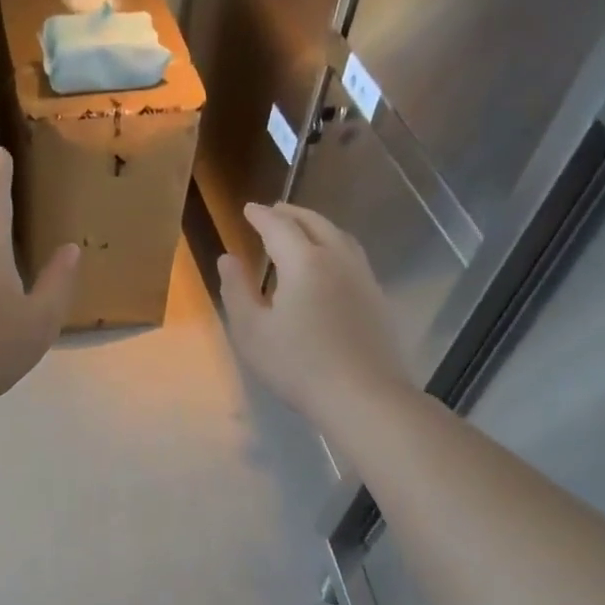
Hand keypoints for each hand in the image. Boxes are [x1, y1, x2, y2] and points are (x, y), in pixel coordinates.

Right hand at [219, 202, 406, 420]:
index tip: (248, 209)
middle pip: (314, 223)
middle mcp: (337, 259)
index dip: (261, 216)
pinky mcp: (377, 297)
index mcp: (304, 262)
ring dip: (317, 225)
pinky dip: (334, 245)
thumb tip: (228, 258)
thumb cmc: (298, 365)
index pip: (279, 226)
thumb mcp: (252, 331)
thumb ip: (236, 290)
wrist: (363, 395)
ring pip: (339, 236)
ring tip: (302, 229)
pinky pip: (352, 255)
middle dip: (291, 213)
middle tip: (274, 210)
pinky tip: (329, 263)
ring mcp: (362, 277)